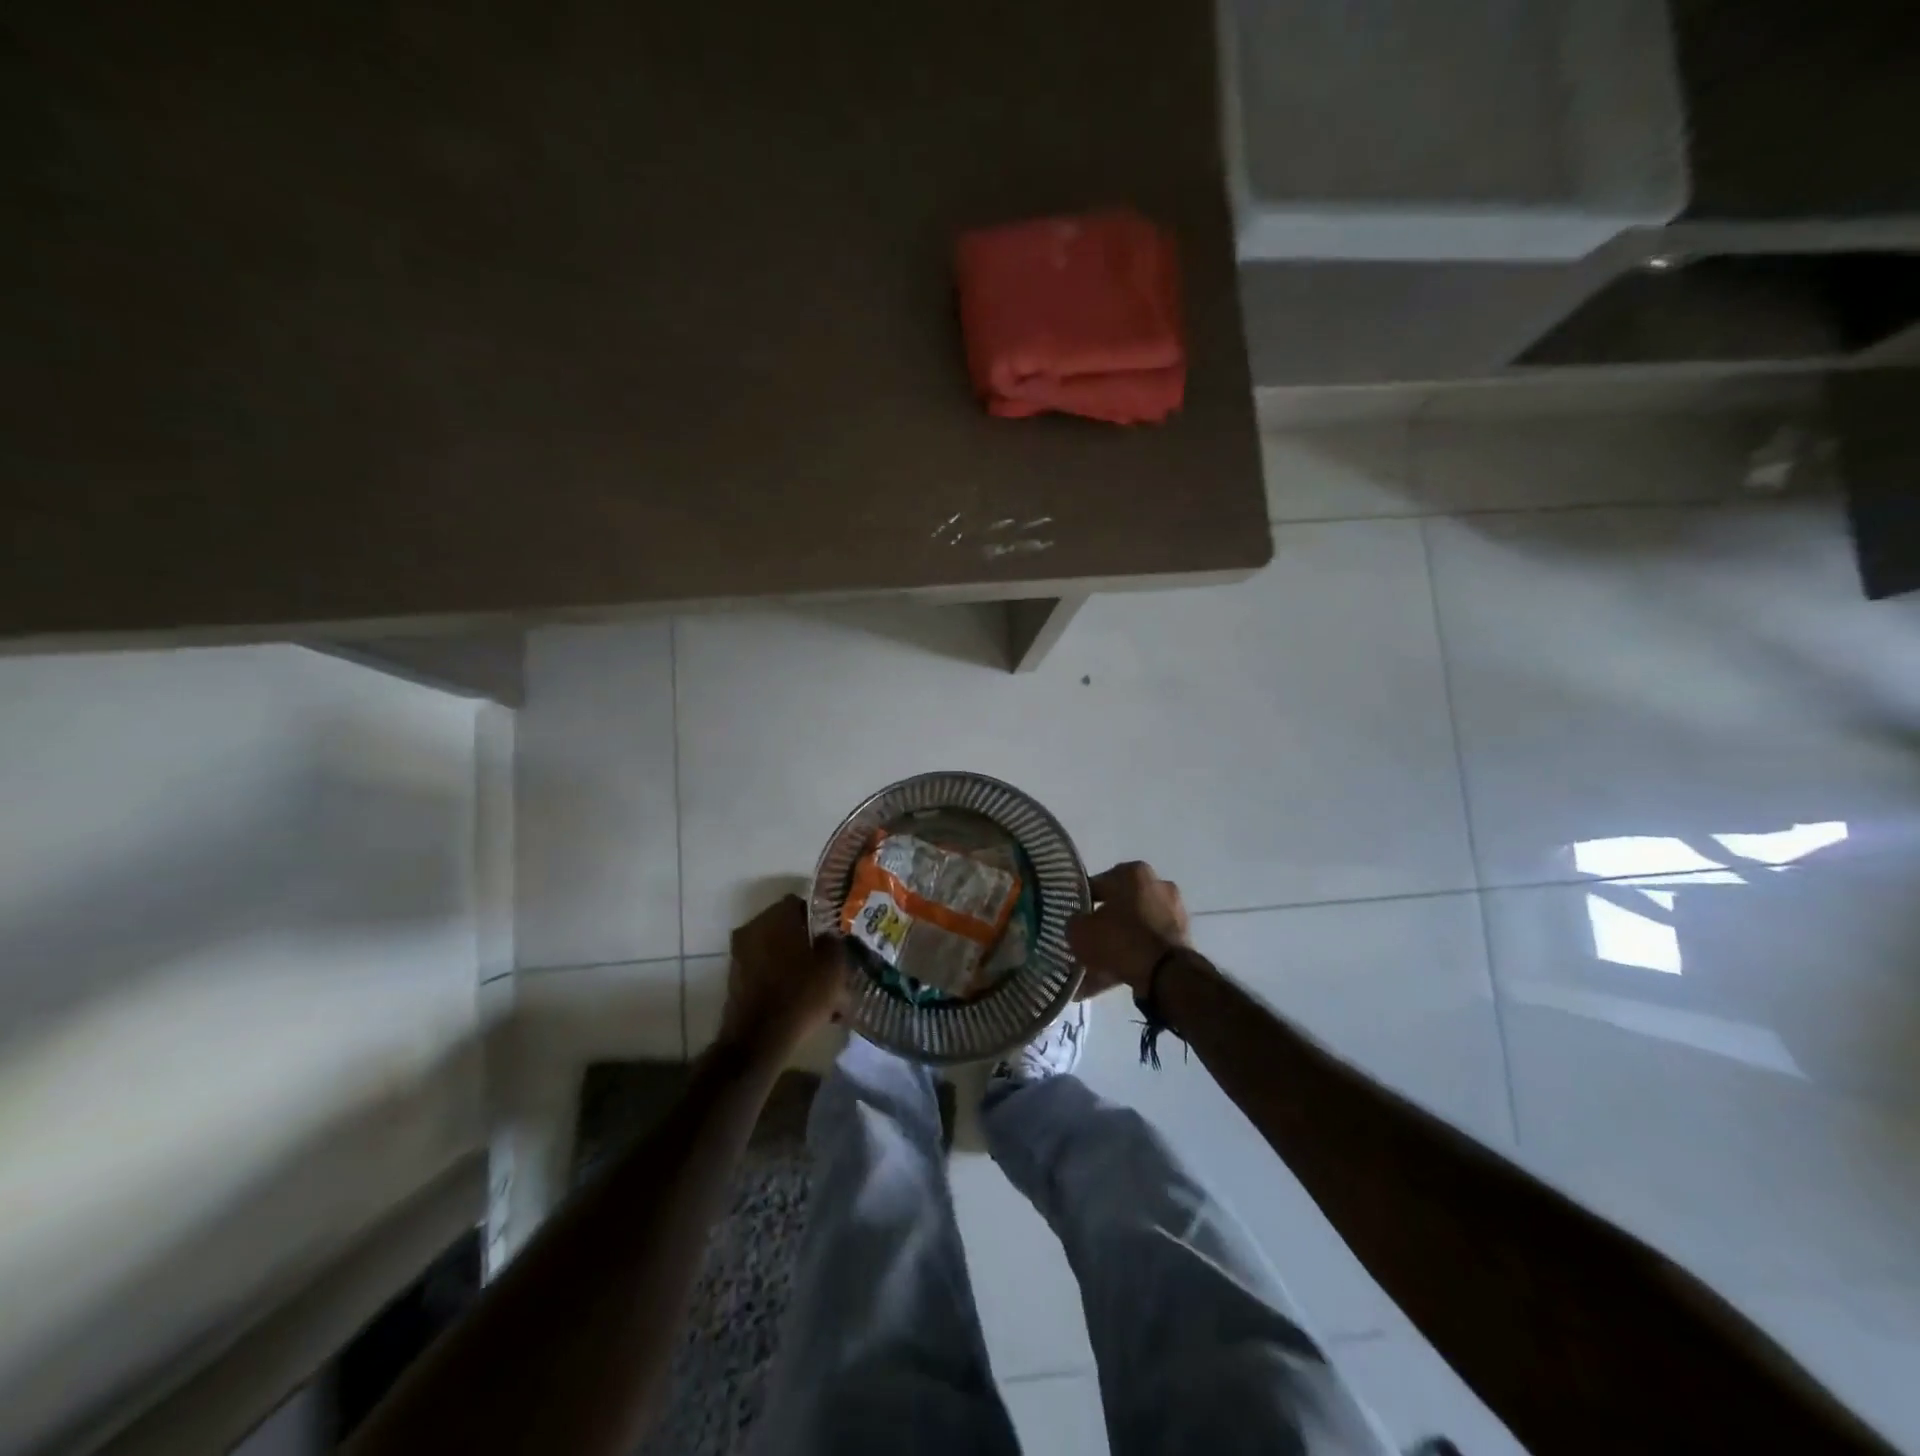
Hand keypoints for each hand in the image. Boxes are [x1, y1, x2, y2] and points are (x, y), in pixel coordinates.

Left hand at [721, 895, 847, 1057]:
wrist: (758, 1041)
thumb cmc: (800, 995)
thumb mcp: (833, 965)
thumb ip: (834, 941)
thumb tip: (828, 936)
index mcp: (775, 917)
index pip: (800, 902)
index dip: (821, 915)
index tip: (836, 931)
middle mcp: (752, 929)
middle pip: (787, 927)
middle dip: (808, 940)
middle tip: (830, 956)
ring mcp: (740, 955)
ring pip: (777, 950)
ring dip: (796, 961)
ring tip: (820, 981)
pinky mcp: (737, 981)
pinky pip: (767, 971)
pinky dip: (783, 978)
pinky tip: (803, 997)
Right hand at [1067, 862, 1191, 999]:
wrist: (1166, 975)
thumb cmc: (1120, 940)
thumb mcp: (1080, 931)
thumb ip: (1074, 923)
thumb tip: (1078, 924)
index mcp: (1133, 872)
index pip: (1097, 884)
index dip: (1080, 904)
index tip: (1073, 921)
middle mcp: (1157, 885)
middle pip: (1119, 906)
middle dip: (1103, 925)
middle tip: (1086, 943)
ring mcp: (1174, 912)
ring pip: (1134, 928)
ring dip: (1117, 945)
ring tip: (1097, 968)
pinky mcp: (1183, 938)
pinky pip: (1148, 946)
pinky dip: (1133, 958)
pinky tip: (1114, 977)